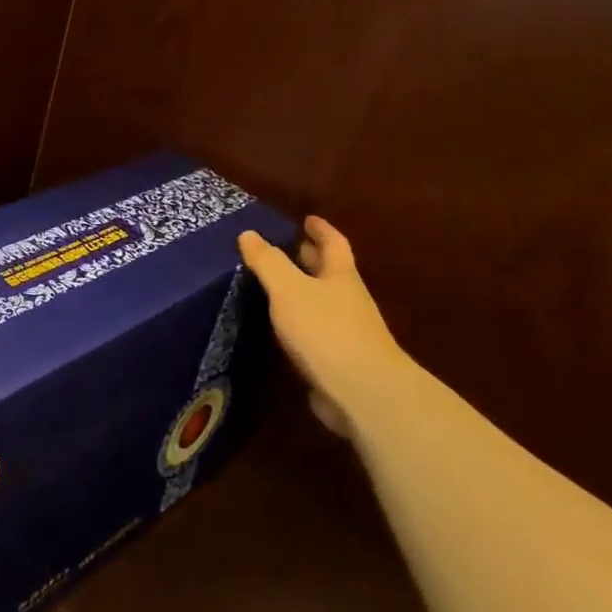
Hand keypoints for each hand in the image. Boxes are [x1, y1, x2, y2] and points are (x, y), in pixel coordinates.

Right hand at [239, 217, 407, 434]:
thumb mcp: (289, 290)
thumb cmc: (325, 330)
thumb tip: (248, 233)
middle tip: (291, 248)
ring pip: (324, 303)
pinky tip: (283, 329)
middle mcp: (348, 301)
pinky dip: (302, 323)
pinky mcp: (340, 361)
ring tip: (277, 287)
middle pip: (332, 273)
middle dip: (312, 259)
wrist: (363, 392)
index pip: (333, 244)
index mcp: (341, 277)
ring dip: (305, 292)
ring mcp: (348, 333)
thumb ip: (268, 262)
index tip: (308, 219)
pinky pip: (318, 332)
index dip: (321, 230)